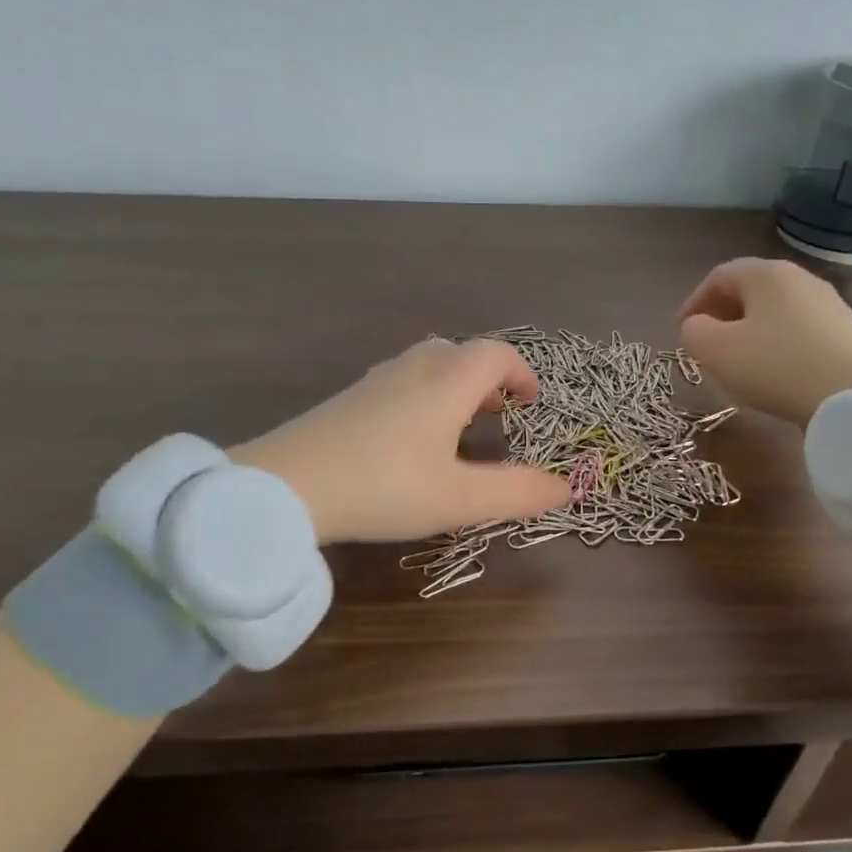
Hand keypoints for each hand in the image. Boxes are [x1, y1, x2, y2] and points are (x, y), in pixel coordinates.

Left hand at [230, 339, 570, 544]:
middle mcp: (411, 371)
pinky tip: (410, 441)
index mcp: (446, 383)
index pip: (495, 354)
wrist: (283, 487)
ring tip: (459, 428)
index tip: (531, 403)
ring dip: (453, 386)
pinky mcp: (345, 401)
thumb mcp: (459, 498)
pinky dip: (422, 398)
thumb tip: (567, 487)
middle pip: (459, 352)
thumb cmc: (383, 488)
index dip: (522, 372)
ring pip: (425, 366)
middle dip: (487, 378)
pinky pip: (398, 383)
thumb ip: (517, 492)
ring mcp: (373, 383)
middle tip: (498, 414)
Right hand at [677, 258, 851, 426]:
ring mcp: (826, 303)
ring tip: (737, 362)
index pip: (719, 276)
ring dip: (749, 331)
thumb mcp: (718, 352)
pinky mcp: (844, 330)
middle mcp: (798, 278)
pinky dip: (776, 343)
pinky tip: (774, 371)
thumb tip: (696, 326)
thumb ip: (694, 333)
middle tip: (706, 345)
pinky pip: (797, 329)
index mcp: (766, 274)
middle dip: (721, 316)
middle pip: (749, 291)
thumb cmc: (777, 366)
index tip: (681, 331)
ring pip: (774, 311)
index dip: (694, 302)